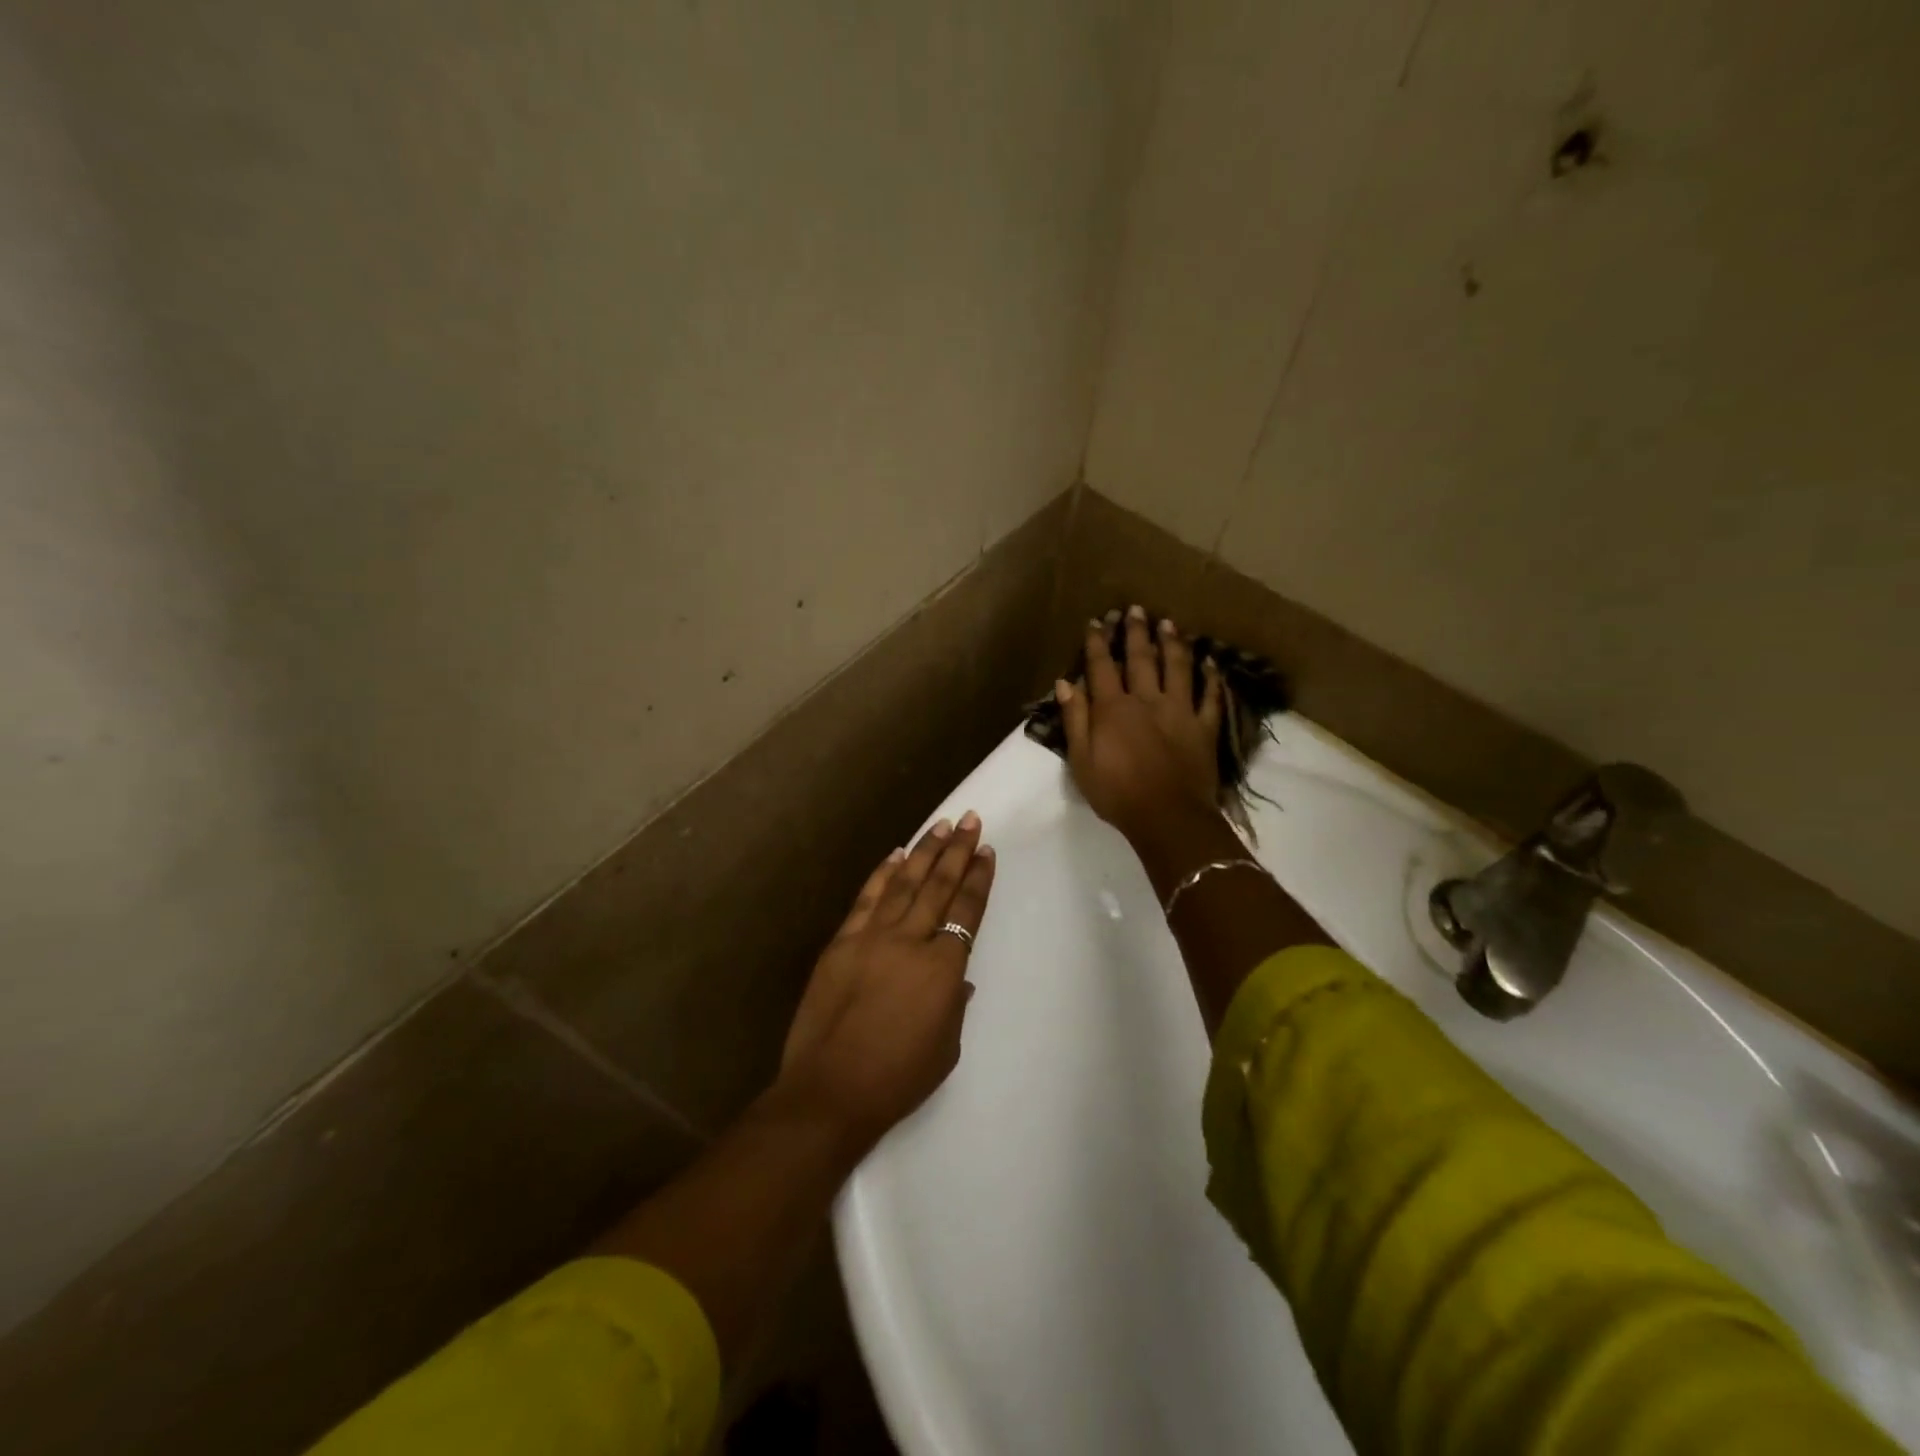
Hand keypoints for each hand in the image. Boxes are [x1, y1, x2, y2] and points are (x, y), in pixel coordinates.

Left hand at [777, 813, 994, 1149]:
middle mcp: (910, 941)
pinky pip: (866, 899)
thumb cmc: (897, 1079)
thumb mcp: (945, 1048)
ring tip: (940, 825)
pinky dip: (882, 874)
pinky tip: (895, 855)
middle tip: (970, 819)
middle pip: (939, 886)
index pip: (966, 911)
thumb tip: (956, 978)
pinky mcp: (842, 942)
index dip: (978, 879)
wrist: (830, 1091)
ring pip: (904, 883)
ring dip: (924, 852)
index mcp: (943, 968)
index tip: (986, 851)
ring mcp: (872, 937)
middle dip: (957, 850)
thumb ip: (954, 1005)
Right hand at [1057, 605, 1223, 840]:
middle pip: (1141, 659)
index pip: (1102, 667)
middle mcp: (1147, 700)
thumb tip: (1066, 683)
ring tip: (1168, 623)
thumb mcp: (1081, 760)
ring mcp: (1180, 711)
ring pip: (1177, 668)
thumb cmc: (1116, 793)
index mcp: (1113, 709)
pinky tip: (1210, 662)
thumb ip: (1075, 719)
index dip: (1097, 643)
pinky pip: (1210, 697)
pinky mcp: (1204, 727)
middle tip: (1135, 609)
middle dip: (1135, 632)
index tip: (1096, 622)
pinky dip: (1211, 678)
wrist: (1167, 816)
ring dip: (1172, 643)